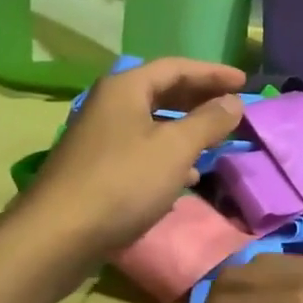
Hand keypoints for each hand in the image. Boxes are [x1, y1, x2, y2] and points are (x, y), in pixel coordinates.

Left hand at [22, 58, 244, 259]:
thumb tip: (233, 101)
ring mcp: (99, 136)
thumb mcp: (175, 149)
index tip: (245, 82)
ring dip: (185, 128)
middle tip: (232, 107)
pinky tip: (186, 177)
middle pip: (162, 91)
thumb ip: (208, 121)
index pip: (177, 67)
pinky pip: (140, 149)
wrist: (58, 235)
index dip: (213, 73)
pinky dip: (167, 155)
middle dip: (199, 99)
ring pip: (152, 122)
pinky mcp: (96, 167)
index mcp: (126, 88)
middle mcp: (109, 104)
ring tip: (215, 140)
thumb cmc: (123, 182)